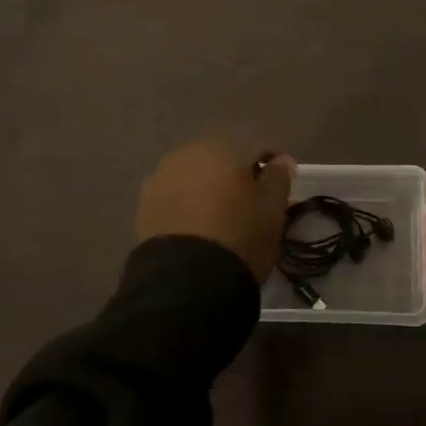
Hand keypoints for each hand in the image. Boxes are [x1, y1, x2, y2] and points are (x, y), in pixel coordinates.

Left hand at [136, 138, 295, 281]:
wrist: (186, 279)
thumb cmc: (240, 235)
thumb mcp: (272, 208)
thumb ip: (278, 177)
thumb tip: (280, 160)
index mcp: (223, 147)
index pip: (256, 147)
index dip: (272, 163)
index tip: (281, 184)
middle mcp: (188, 152)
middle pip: (221, 158)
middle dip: (236, 173)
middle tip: (250, 200)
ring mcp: (162, 176)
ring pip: (195, 175)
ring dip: (209, 187)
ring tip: (220, 215)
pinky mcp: (145, 204)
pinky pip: (175, 195)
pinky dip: (188, 204)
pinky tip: (197, 225)